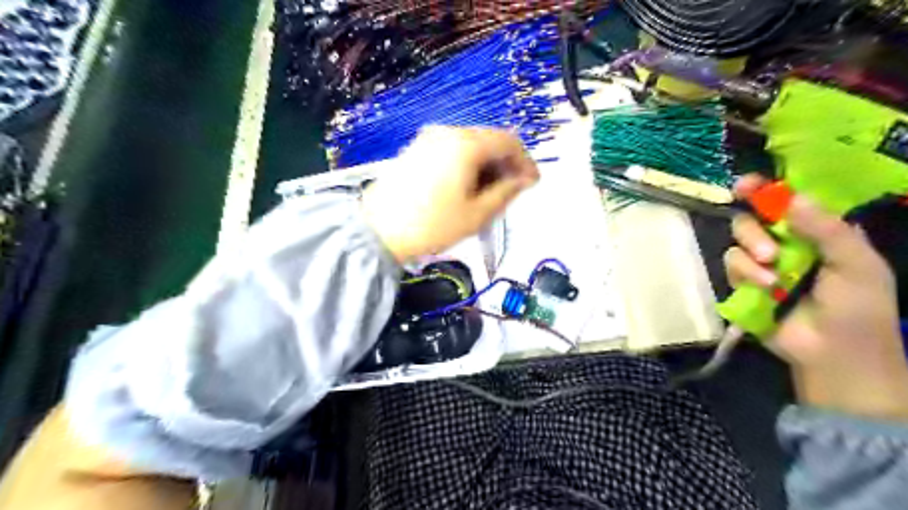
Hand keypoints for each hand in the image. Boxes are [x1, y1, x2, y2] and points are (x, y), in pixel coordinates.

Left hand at [361, 126, 532, 261]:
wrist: (377, 231)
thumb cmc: (433, 225)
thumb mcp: (477, 214)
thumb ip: (507, 192)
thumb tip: (524, 179)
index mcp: (466, 144)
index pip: (508, 141)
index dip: (525, 161)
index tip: (532, 183)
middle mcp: (447, 133)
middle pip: (489, 140)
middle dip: (505, 163)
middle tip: (513, 190)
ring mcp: (428, 139)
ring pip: (470, 145)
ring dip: (486, 164)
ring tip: (490, 193)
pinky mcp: (416, 150)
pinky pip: (451, 150)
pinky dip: (467, 164)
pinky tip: (467, 186)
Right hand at [729, 175, 906, 421]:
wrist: (834, 355)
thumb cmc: (858, 308)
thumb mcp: (856, 265)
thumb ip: (828, 230)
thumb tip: (793, 199)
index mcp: (817, 232)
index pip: (787, 201)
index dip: (766, 190)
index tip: (744, 185)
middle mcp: (785, 242)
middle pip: (752, 218)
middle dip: (753, 230)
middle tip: (769, 250)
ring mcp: (762, 263)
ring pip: (737, 242)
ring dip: (751, 258)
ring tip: (771, 279)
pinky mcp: (743, 283)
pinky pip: (731, 265)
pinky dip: (744, 275)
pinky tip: (764, 290)